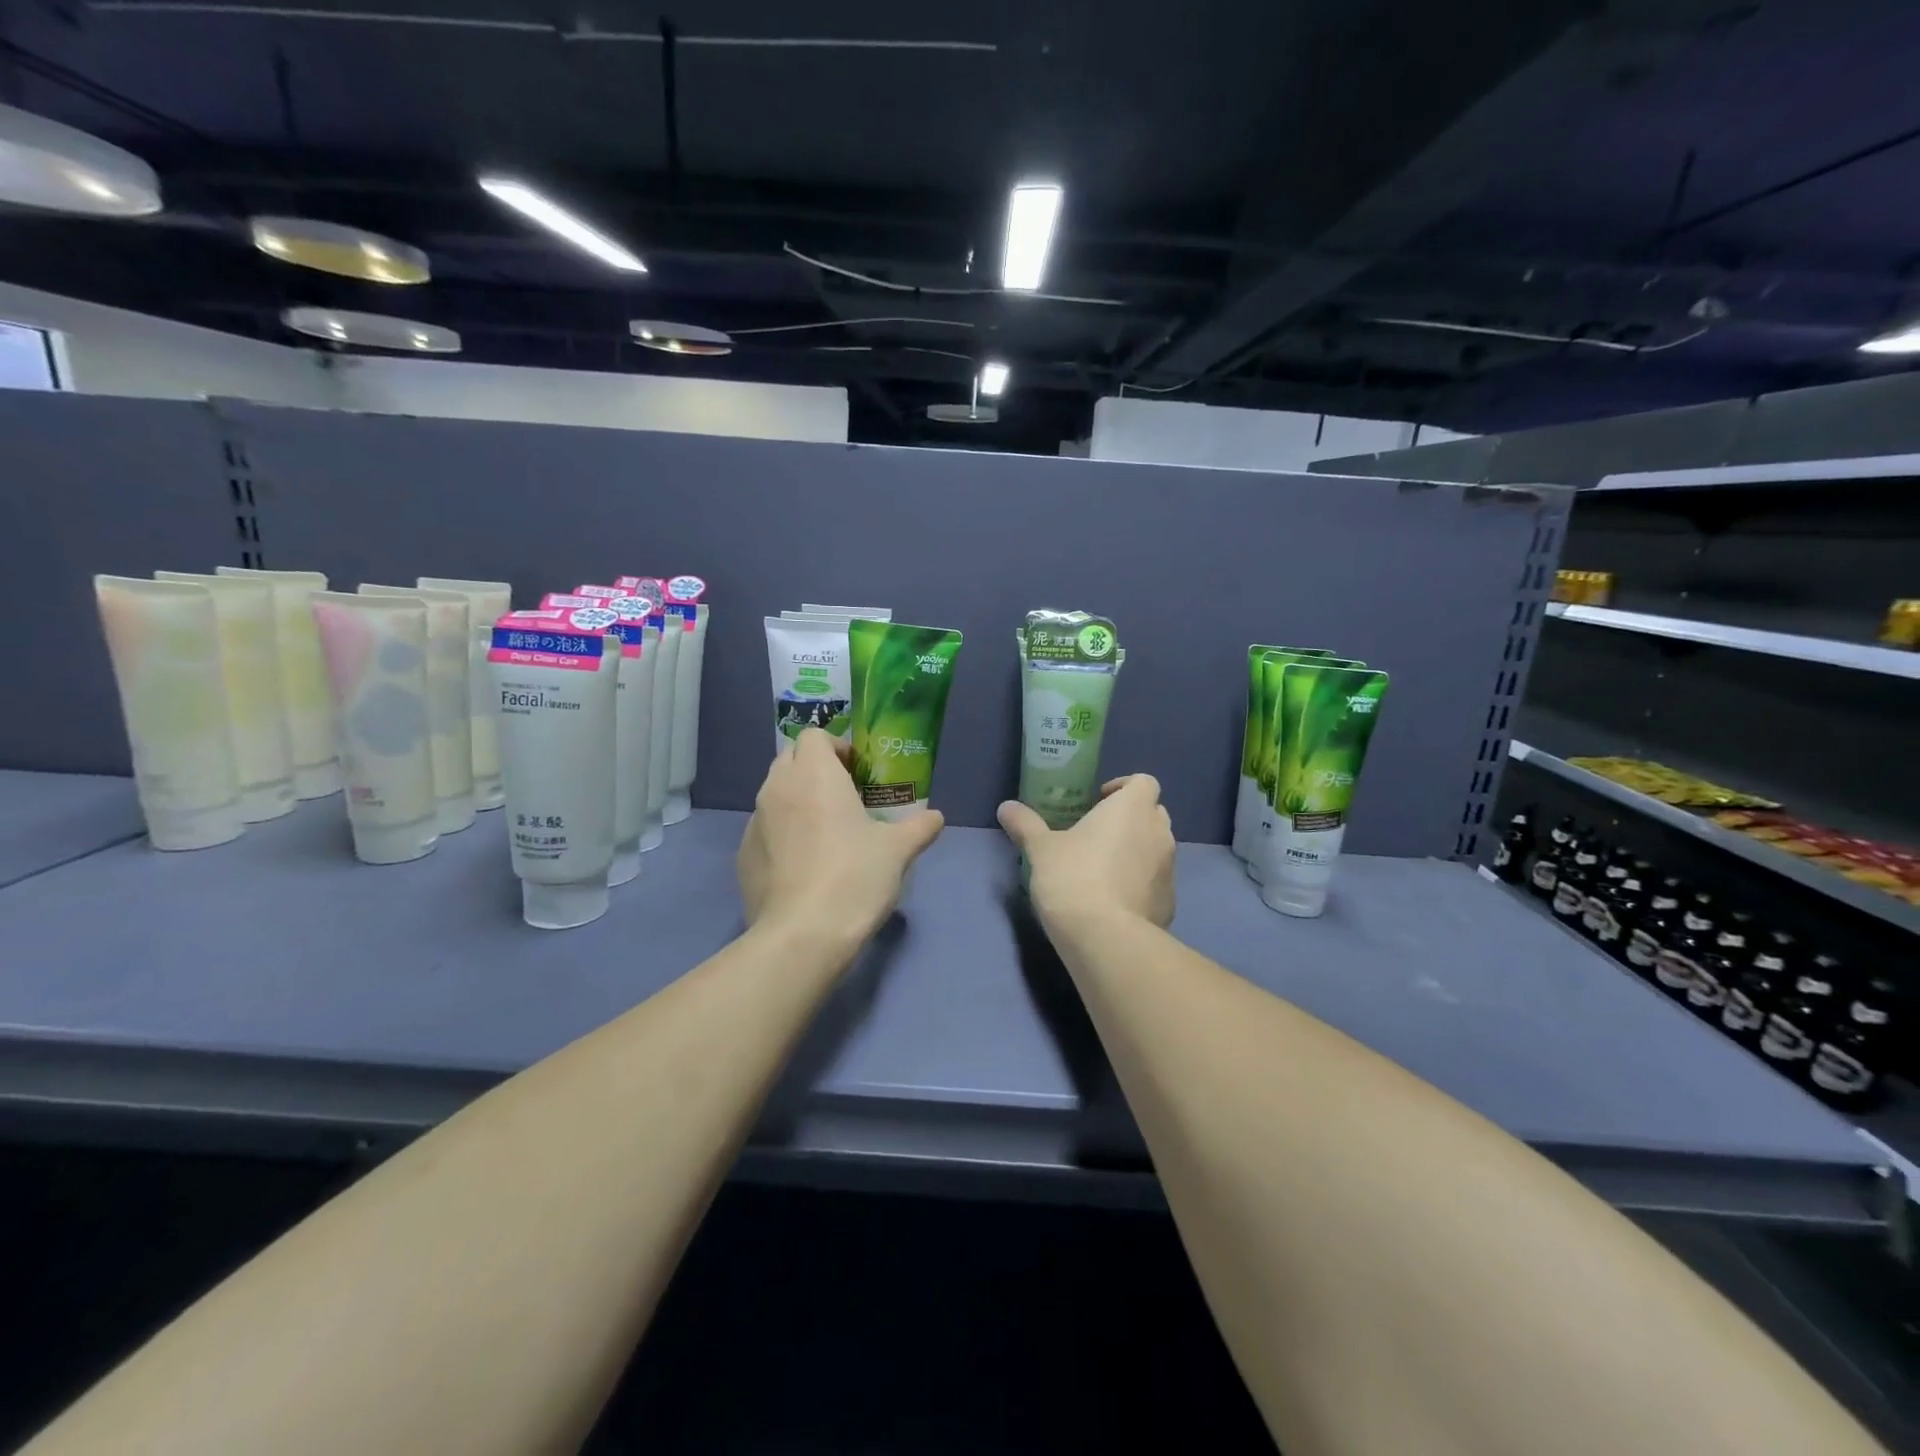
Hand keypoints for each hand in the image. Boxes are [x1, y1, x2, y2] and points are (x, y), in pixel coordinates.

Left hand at [737, 728, 944, 944]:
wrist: (802, 936)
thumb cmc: (854, 877)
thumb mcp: (898, 851)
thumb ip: (919, 827)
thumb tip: (935, 817)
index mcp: (814, 775)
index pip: (814, 736)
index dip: (837, 747)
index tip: (858, 772)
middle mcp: (777, 788)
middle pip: (791, 759)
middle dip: (815, 769)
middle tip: (845, 797)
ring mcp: (754, 822)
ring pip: (775, 794)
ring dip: (797, 800)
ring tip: (826, 832)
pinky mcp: (743, 855)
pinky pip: (765, 829)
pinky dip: (783, 833)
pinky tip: (804, 865)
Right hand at [997, 774, 1174, 932]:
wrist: (1106, 938)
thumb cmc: (1073, 878)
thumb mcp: (1040, 849)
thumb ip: (1026, 824)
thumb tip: (1006, 807)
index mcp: (1132, 808)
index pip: (1144, 782)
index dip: (1123, 787)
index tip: (1098, 800)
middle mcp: (1159, 832)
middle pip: (1153, 812)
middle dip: (1130, 818)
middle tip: (1097, 833)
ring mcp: (1169, 869)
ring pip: (1157, 848)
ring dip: (1137, 850)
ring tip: (1103, 868)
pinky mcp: (1170, 902)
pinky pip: (1156, 882)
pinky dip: (1141, 884)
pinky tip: (1114, 901)